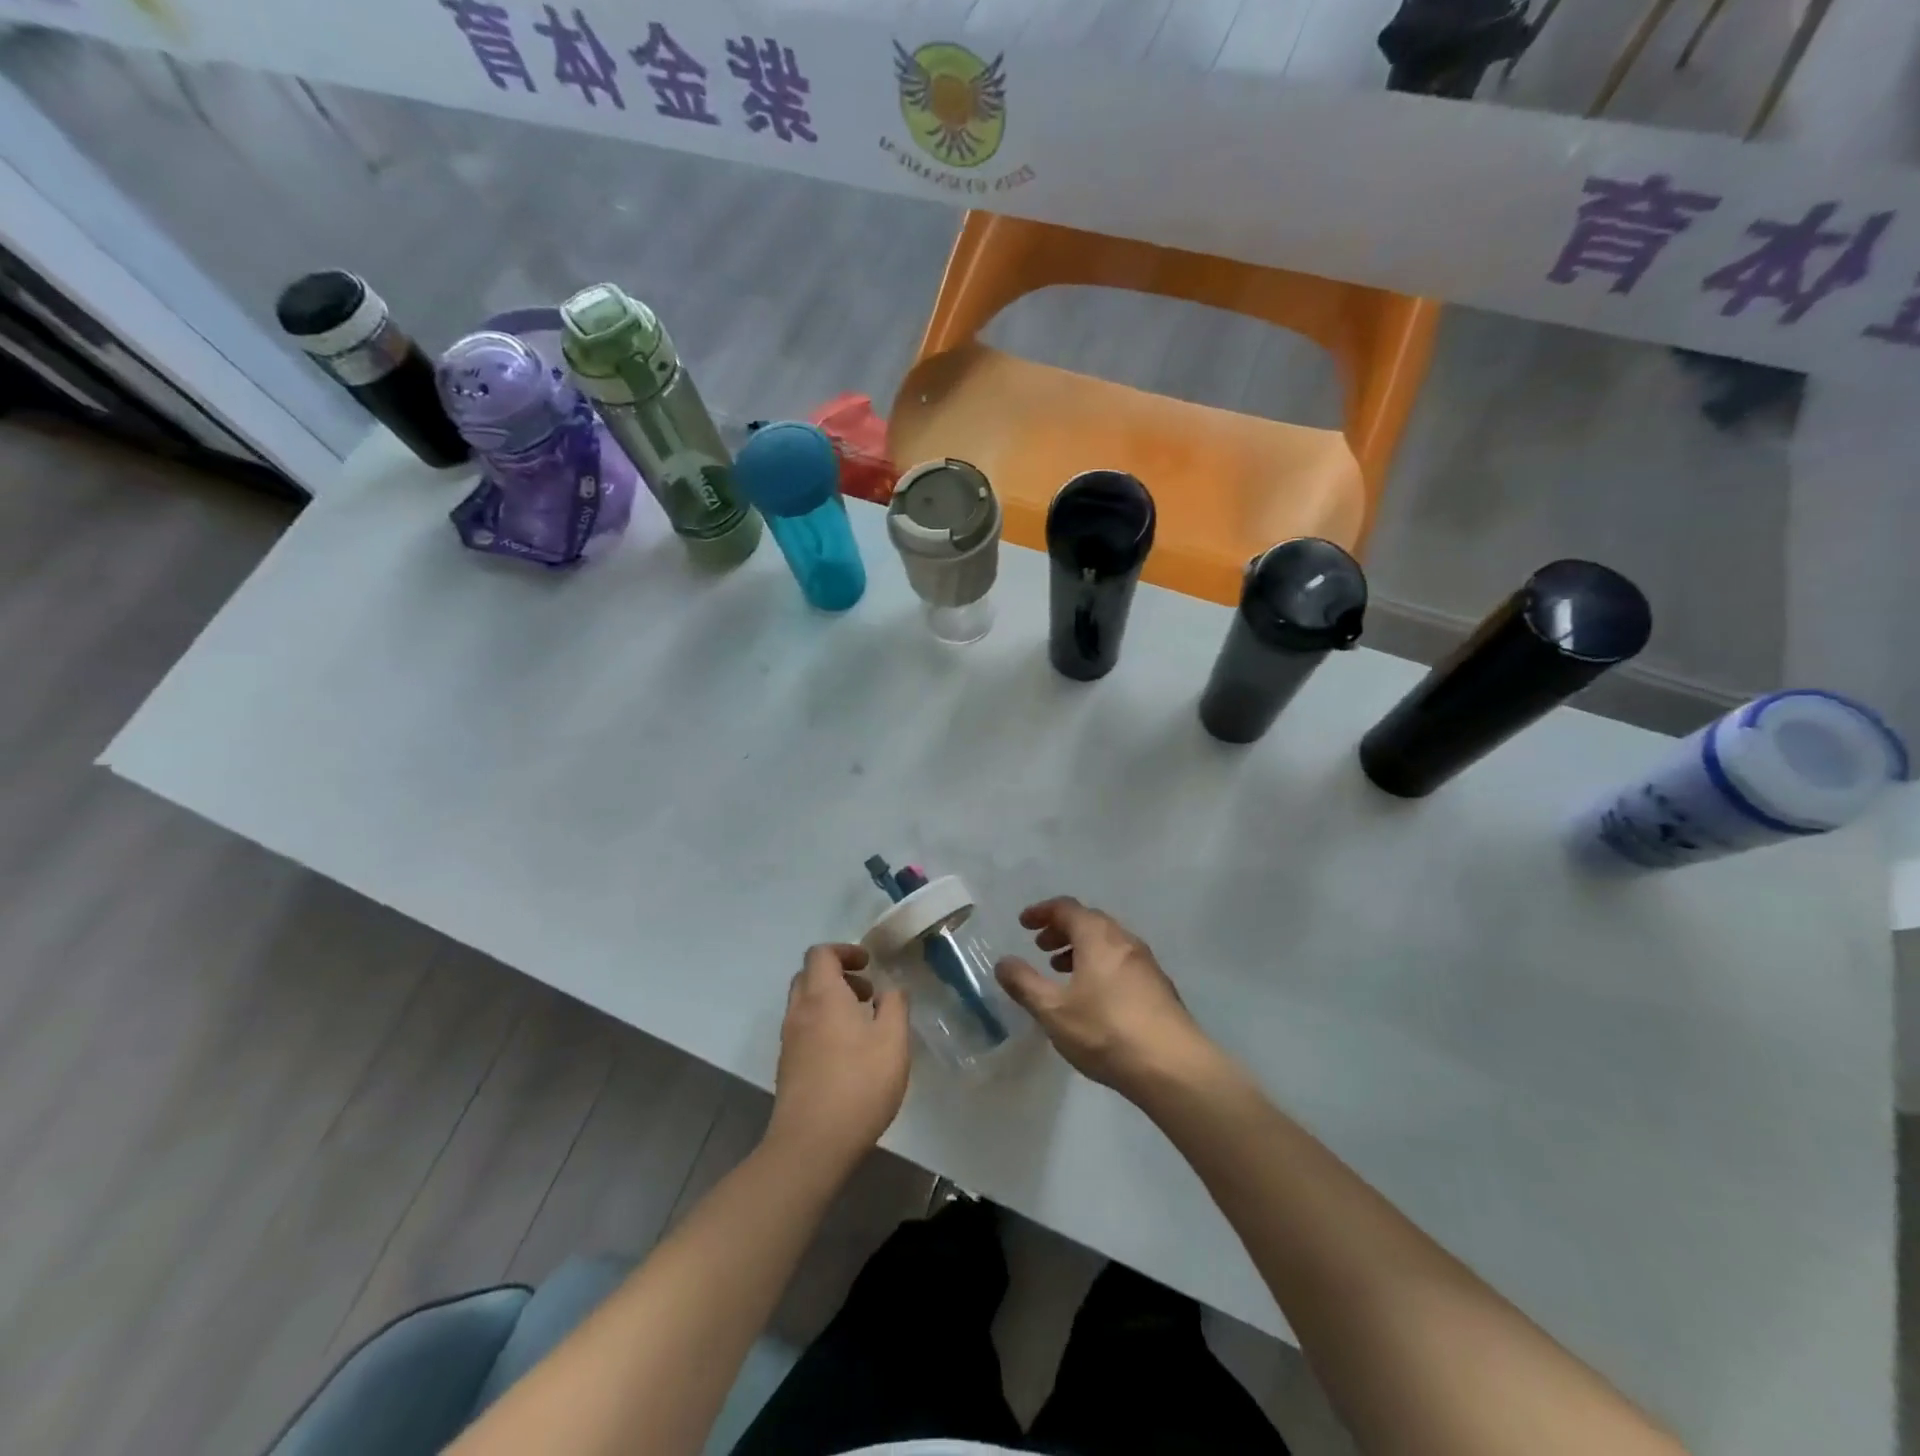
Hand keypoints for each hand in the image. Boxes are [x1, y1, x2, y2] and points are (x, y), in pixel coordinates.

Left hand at [767, 944, 911, 1171]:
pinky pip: (803, 1029)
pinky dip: (823, 1025)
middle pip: (809, 976)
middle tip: (867, 993)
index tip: (869, 964)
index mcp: (822, 996)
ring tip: (863, 1024)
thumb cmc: (858, 1085)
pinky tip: (848, 1053)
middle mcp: (799, 1011)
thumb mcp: (893, 1041)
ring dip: (830, 1001)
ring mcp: (789, 1041)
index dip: (845, 951)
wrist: (811, 1145)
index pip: (821, 954)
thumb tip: (891, 989)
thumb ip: (895, 1006)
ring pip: (804, 1004)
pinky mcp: (787, 1067)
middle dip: (838, 975)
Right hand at [995, 898, 1211, 1095]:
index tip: (1024, 924)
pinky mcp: (1159, 987)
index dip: (1042, 912)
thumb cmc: (1106, 1031)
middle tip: (1041, 947)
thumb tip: (1003, 962)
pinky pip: (1122, 962)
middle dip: (1062, 930)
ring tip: (1063, 971)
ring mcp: (1146, 963)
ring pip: (1108, 943)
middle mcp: (1124, 940)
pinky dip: (1100, 965)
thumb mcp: (1053, 1010)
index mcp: (1098, 937)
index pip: (1066, 908)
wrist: (1173, 1067)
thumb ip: (1024, 983)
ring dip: (1082, 949)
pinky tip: (1094, 996)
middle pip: (1089, 922)